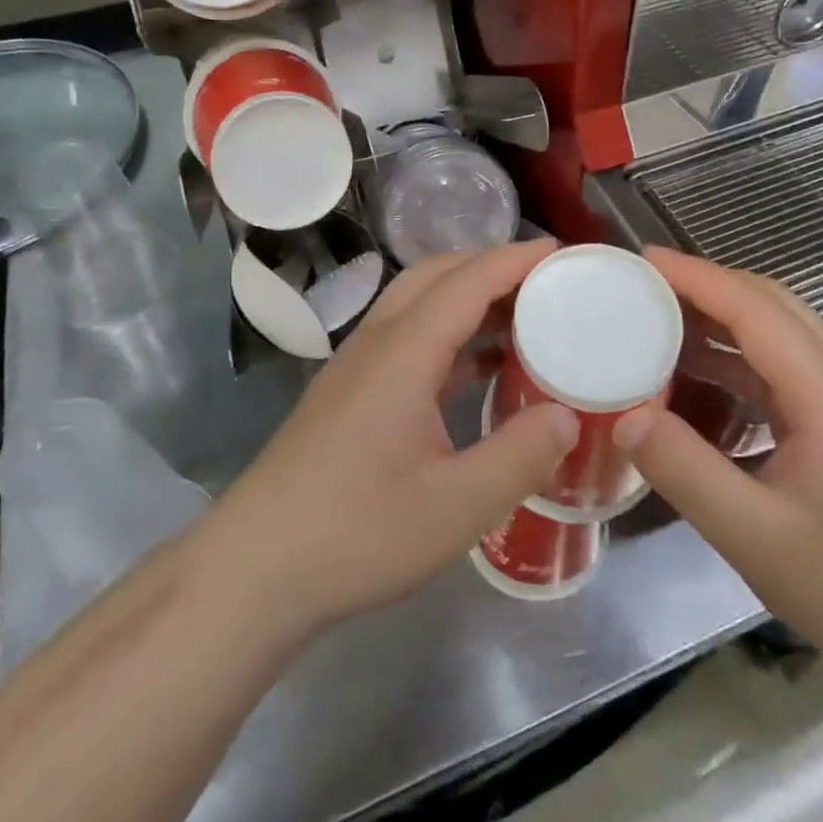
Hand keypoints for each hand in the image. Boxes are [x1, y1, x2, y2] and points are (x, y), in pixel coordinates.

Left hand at [182, 242, 579, 643]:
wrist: (255, 568)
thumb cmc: (356, 534)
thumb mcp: (455, 508)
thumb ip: (519, 457)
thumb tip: (568, 416)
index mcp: (403, 352)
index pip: (468, 281)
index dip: (517, 259)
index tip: (565, 253)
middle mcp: (378, 343)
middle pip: (438, 276)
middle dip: (494, 266)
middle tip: (549, 282)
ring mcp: (358, 365)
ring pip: (419, 304)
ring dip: (470, 297)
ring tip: (525, 316)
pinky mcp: (351, 392)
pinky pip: (410, 337)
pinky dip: (451, 334)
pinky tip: (480, 367)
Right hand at [617, 249, 822, 680]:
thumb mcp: (756, 538)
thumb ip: (686, 471)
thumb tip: (625, 417)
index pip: (752, 307)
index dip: (694, 276)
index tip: (640, 260)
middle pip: (769, 303)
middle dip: (705, 284)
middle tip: (643, 287)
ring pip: (778, 329)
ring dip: (720, 314)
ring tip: (659, 320)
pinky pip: (781, 364)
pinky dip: (734, 352)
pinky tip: (698, 376)